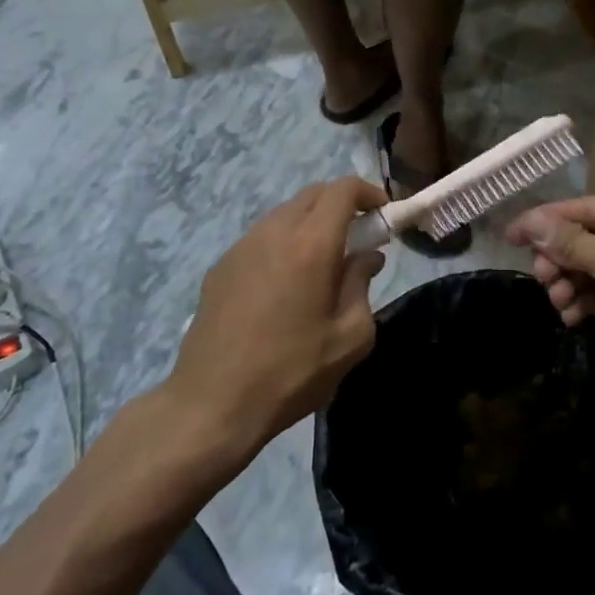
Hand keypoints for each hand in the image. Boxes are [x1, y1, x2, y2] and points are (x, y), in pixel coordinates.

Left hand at [170, 178, 385, 459]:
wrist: (211, 404)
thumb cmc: (291, 373)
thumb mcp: (349, 338)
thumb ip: (362, 286)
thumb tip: (367, 258)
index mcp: (311, 245)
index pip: (343, 190)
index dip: (368, 193)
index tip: (383, 215)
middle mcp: (274, 233)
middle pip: (313, 194)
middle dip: (342, 205)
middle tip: (359, 238)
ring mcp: (242, 246)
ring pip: (285, 213)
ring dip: (311, 223)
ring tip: (322, 263)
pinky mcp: (221, 266)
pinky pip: (262, 237)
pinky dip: (284, 242)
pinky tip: (285, 284)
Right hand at [506, 197, 594, 370]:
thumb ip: (572, 242)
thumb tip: (532, 222)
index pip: (586, 207)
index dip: (545, 219)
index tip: (509, 235)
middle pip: (588, 237)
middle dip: (560, 257)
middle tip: (541, 278)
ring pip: (594, 267)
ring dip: (570, 281)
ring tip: (559, 302)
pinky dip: (586, 301)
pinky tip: (573, 317)